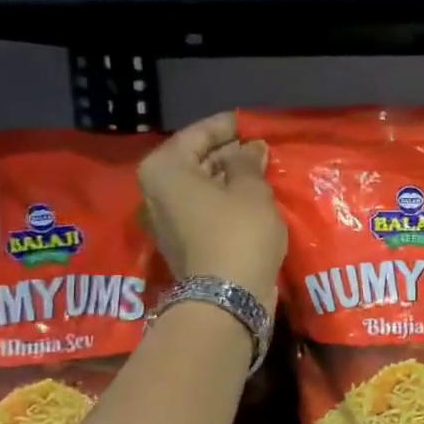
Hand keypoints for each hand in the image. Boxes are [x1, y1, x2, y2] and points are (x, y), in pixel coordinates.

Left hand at [140, 111, 285, 305]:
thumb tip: (250, 148)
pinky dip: (229, 202)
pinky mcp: (185, 243)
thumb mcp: (251, 189)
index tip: (256, 124)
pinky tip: (256, 200)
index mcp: (166, 169)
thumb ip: (249, 162)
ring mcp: (169, 220)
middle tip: (265, 149)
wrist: (226, 299)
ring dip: (232, 180)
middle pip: (198, 161)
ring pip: (203, 188)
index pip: (199, 134)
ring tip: (266, 172)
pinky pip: (207, 211)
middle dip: (231, 154)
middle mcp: (158, 191)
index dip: (229, 126)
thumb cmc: (237, 232)